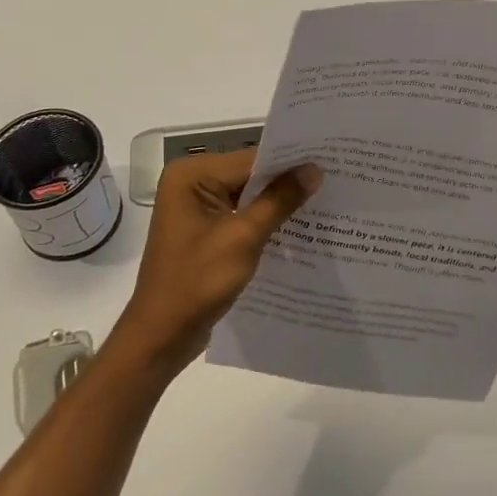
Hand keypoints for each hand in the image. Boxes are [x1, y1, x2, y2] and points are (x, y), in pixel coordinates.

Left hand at [109, 150, 320, 371]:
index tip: (330, 163)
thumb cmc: (197, 282)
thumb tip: (314, 169)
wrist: (161, 336)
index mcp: (191, 175)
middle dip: (288, 183)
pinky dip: (266, 222)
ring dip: (280, 204)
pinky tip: (299, 229)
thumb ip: (279, 200)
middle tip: (335, 182)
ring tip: (326, 203)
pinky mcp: (205, 232)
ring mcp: (197, 209)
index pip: (252, 159)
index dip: (291, 162)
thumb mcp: (243, 237)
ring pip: (249, 197)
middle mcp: (191, 183)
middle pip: (251, 175)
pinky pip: (242, 217)